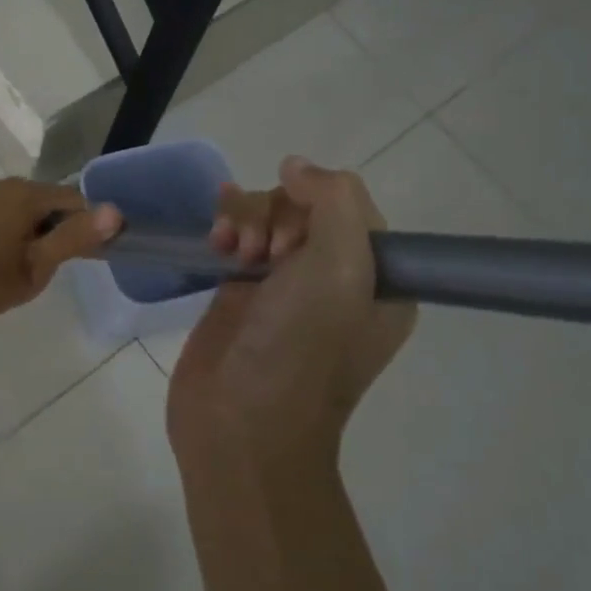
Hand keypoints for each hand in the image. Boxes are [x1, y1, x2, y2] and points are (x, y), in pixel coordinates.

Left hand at [0, 178, 122, 336]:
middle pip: (46, 202)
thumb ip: (73, 239)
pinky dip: (4, 232)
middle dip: (55, 230)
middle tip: (47, 271)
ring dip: (28, 232)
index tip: (85, 260)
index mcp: (26, 195)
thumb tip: (115, 211)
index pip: (76, 200)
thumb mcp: (33, 269)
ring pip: (19, 208)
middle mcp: (2, 185)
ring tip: (17, 271)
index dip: (88, 228)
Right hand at [170, 157, 415, 473]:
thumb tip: (297, 165)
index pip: (350, 205)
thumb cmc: (300, 351)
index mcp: (377, 278)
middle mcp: (333, 277)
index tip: (295, 240)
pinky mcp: (240, 291)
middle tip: (264, 255)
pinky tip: (213, 242)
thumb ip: (334, 200)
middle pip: (303, 205)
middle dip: (276, 215)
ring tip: (231, 251)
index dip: (318, 205)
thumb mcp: (341, 269)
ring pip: (266, 215)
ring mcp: (283, 284)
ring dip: (246, 218)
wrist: (240, 424)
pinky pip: (237, 235)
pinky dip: (226, 228)